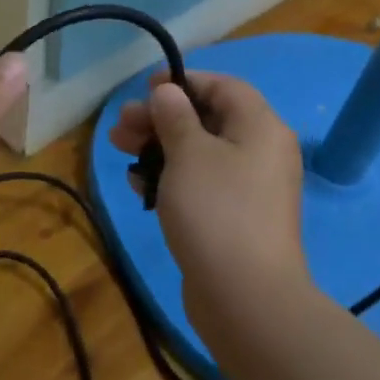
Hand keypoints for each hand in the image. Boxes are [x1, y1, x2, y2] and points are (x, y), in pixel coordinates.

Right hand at [108, 70, 309, 324]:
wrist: (245, 297)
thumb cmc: (216, 210)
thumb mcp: (188, 153)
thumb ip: (175, 116)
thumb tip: (168, 92)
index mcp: (260, 127)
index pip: (224, 86)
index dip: (183, 82)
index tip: (145, 91)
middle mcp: (261, 152)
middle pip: (207, 119)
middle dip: (160, 118)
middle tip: (121, 126)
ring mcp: (249, 188)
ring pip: (199, 153)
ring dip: (158, 147)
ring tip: (119, 149)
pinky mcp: (234, 218)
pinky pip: (200, 184)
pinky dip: (170, 178)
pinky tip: (138, 184)